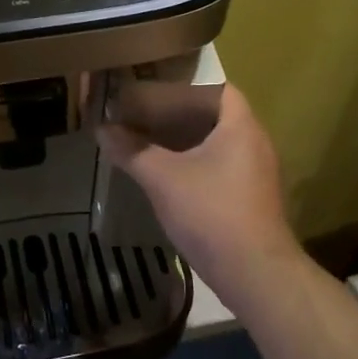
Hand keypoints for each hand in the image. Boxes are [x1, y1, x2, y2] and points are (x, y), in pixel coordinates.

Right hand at [98, 84, 300, 297]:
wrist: (256, 275)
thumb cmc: (212, 214)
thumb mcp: (163, 179)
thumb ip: (131, 150)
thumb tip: (102, 129)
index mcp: (240, 126)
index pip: (218, 88)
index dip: (188, 83)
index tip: (157, 84)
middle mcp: (254, 143)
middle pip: (215, 115)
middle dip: (179, 112)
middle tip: (144, 110)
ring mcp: (256, 173)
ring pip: (217, 143)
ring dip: (185, 140)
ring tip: (149, 138)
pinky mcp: (251, 198)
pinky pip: (220, 166)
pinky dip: (194, 162)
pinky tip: (166, 174)